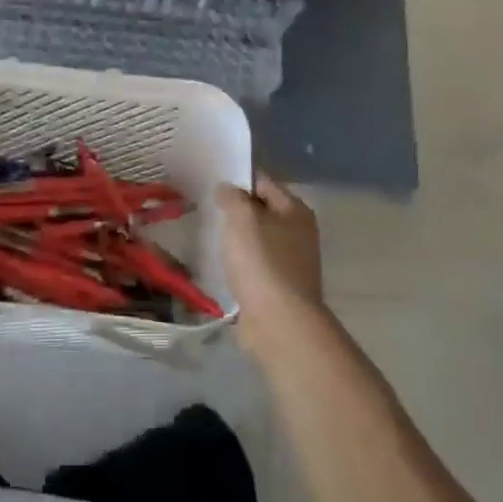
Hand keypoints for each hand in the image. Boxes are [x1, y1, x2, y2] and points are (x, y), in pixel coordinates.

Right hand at [217, 172, 324, 346]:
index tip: (210, 181)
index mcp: (295, 210)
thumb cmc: (262, 262)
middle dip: (235, 210)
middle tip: (204, 206)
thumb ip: (233, 197)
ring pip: (256, 240)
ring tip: (206, 234)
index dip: (238, 179)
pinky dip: (238, 263)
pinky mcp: (278, 287)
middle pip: (261, 211)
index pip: (264, 182)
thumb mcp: (242, 218)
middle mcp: (298, 233)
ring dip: (235, 238)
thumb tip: (228, 188)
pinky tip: (218, 264)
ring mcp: (290, 262)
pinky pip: (253, 265)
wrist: (278, 322)